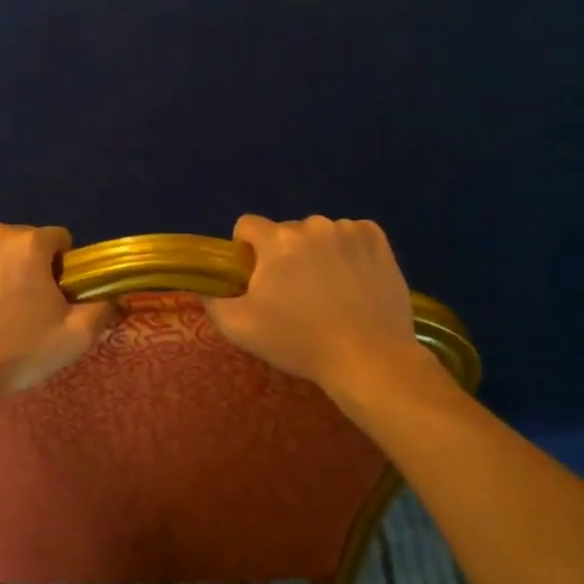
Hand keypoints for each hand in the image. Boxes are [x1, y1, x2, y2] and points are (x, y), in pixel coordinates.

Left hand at [0, 224, 116, 424]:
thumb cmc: (16, 353)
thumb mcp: (75, 338)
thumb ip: (103, 309)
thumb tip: (113, 297)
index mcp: (30, 244)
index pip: (59, 240)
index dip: (62, 268)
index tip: (53, 297)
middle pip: (24, 242)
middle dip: (28, 265)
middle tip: (23, 307)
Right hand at [204, 215, 447, 398]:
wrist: (369, 358)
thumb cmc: (299, 342)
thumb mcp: (240, 328)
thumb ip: (213, 302)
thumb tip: (206, 287)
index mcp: (276, 240)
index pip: (246, 225)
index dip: (245, 250)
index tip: (255, 279)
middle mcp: (312, 225)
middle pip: (285, 231)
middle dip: (284, 255)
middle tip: (294, 294)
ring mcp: (348, 230)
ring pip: (320, 234)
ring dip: (317, 253)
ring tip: (329, 292)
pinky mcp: (378, 240)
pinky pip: (352, 235)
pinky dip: (348, 251)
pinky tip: (354, 281)